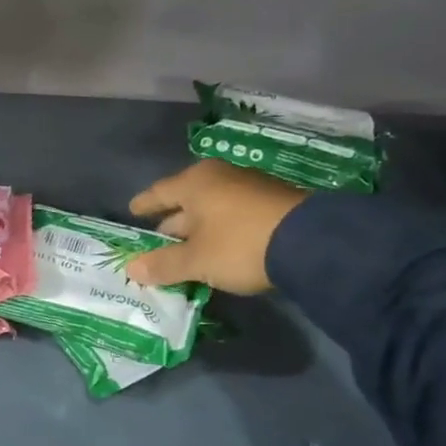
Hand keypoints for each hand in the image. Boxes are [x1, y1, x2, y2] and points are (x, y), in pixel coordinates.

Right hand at [123, 160, 309, 294]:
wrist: (313, 242)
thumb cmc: (240, 244)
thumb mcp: (197, 260)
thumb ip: (163, 264)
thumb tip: (131, 268)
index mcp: (195, 182)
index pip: (159, 192)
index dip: (144, 204)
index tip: (132, 211)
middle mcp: (220, 177)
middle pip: (186, 201)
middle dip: (171, 222)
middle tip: (156, 241)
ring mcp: (249, 188)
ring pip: (212, 209)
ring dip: (198, 230)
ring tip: (187, 250)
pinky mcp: (273, 203)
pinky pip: (233, 216)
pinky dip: (221, 231)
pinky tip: (218, 249)